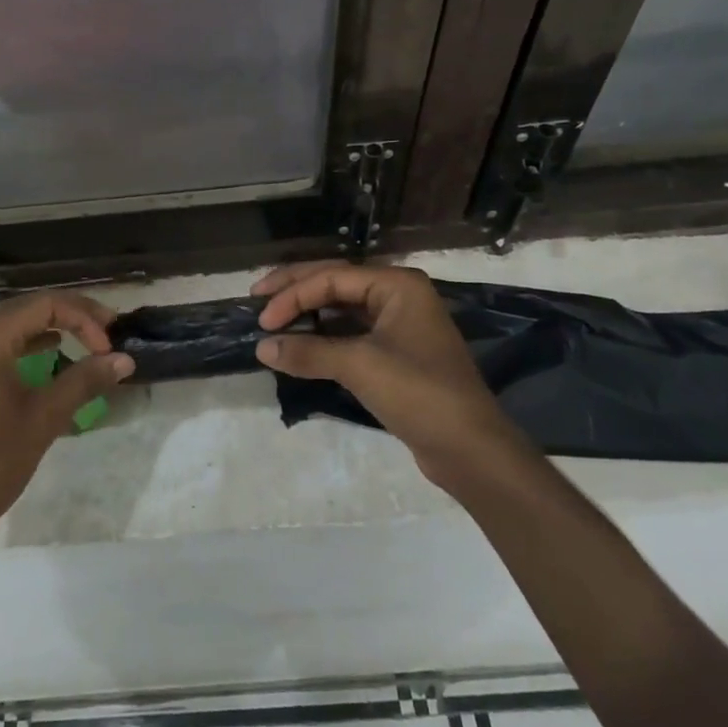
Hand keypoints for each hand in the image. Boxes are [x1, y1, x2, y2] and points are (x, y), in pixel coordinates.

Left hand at [0, 291, 133, 548]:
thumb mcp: (44, 418)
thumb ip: (84, 381)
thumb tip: (124, 359)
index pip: (43, 305)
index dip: (83, 318)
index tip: (108, 346)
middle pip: (26, 309)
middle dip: (71, 316)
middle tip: (107, 330)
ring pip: (12, 326)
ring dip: (51, 327)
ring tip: (87, 339)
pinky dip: (27, 344)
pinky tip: (51, 353)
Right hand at [252, 261, 512, 492]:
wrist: (470, 449)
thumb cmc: (418, 393)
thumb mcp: (359, 366)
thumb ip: (308, 352)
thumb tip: (262, 348)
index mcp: (397, 284)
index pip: (333, 277)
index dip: (293, 294)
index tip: (263, 320)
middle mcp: (399, 295)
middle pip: (336, 283)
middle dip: (295, 290)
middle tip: (257, 297)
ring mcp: (399, 324)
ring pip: (342, 308)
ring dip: (308, 313)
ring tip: (273, 320)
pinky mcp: (397, 353)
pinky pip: (351, 333)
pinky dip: (324, 337)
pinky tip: (301, 345)